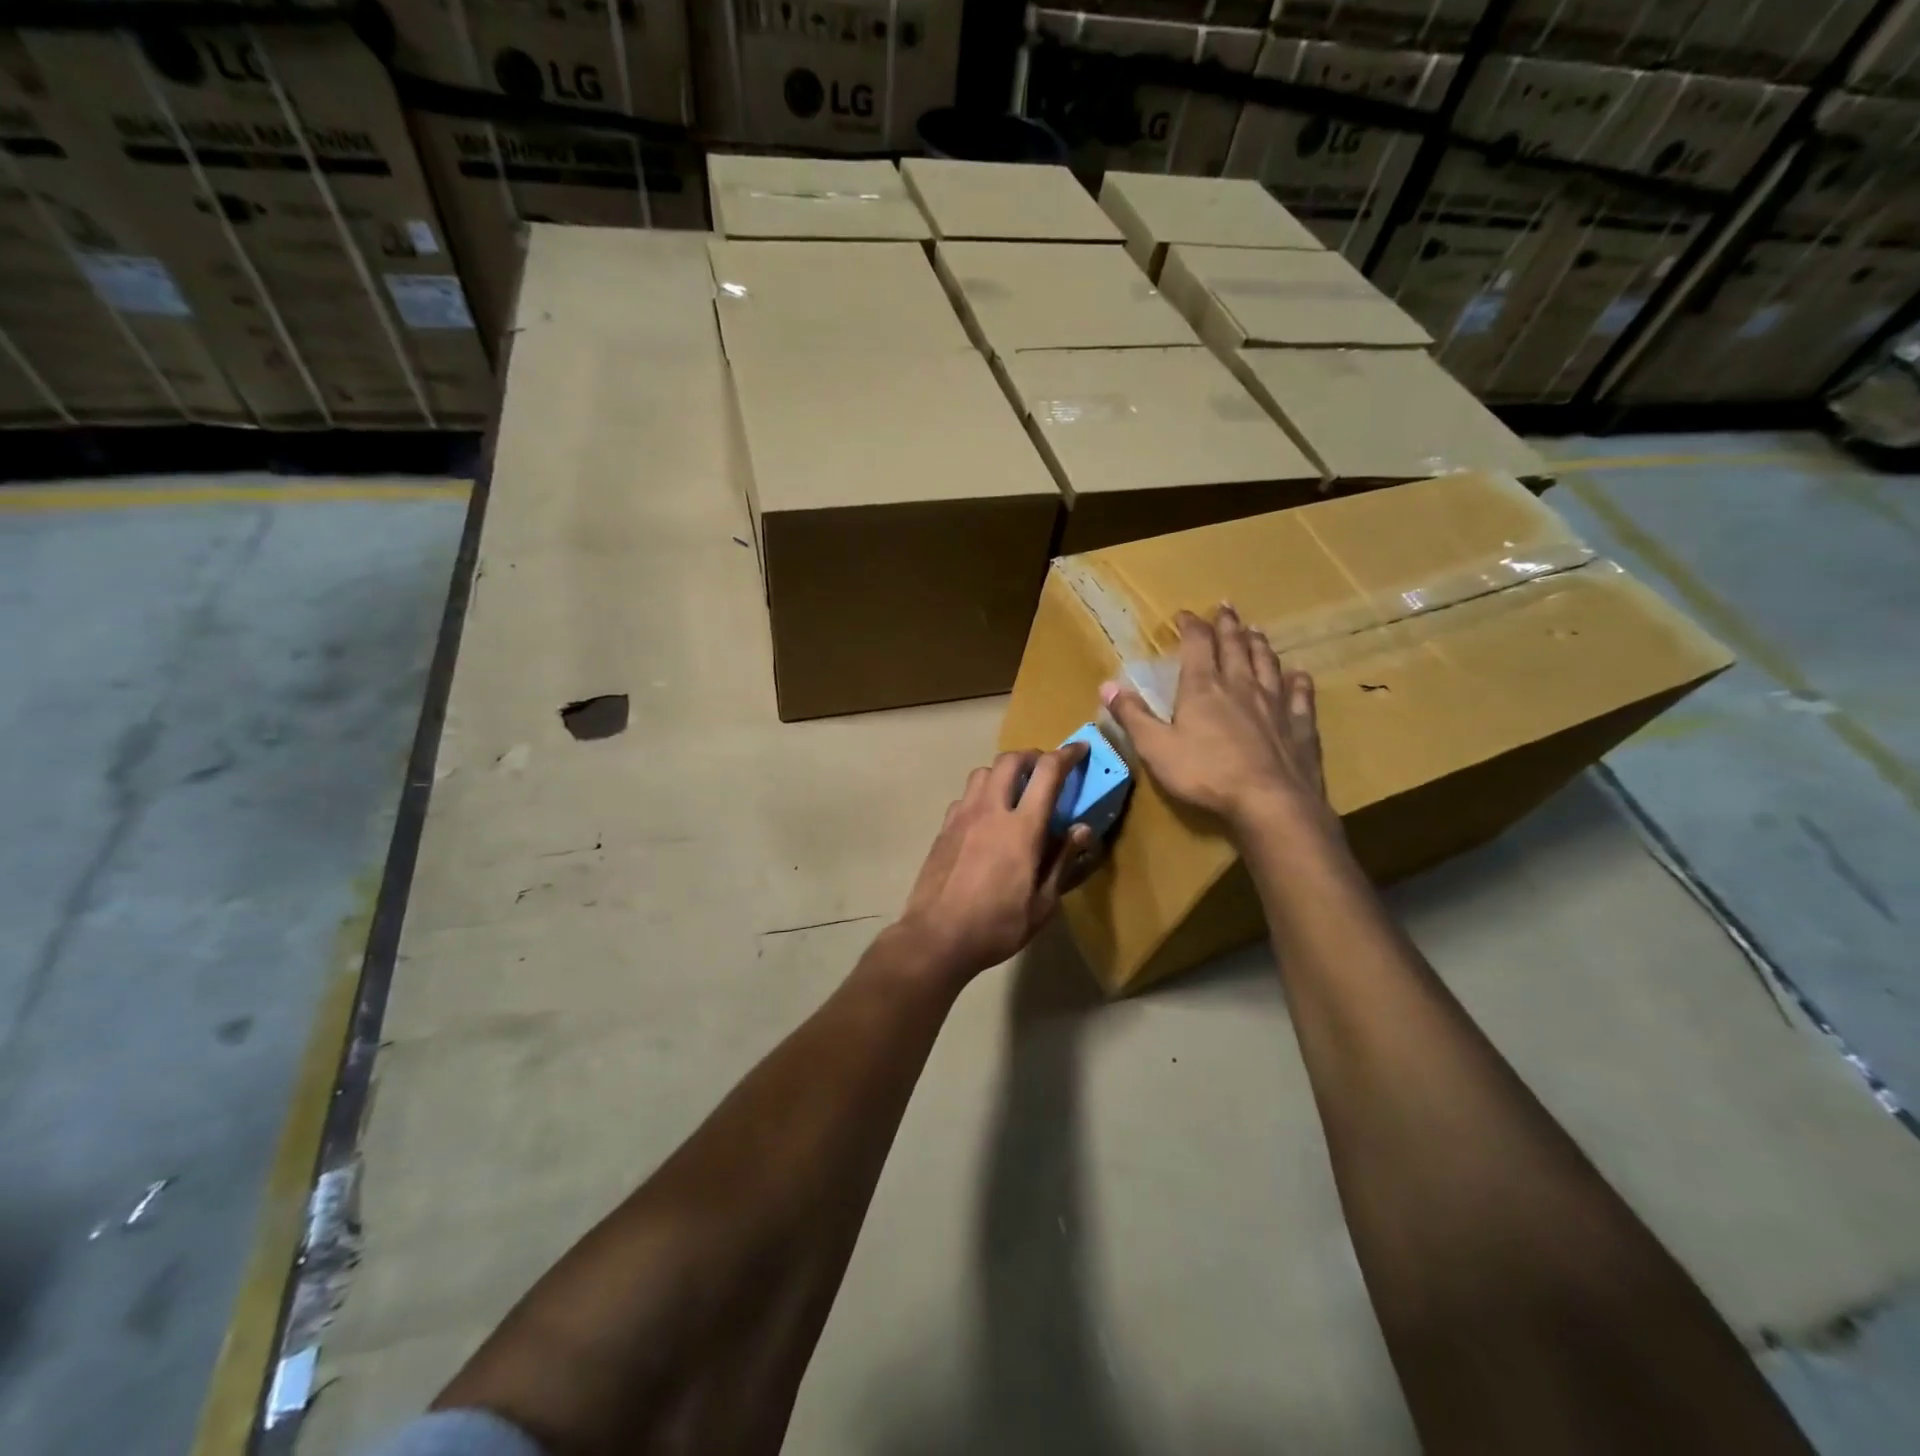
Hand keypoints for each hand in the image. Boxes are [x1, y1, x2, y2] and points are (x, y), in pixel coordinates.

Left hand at [894, 746, 1097, 983]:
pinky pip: (965, 796)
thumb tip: (1081, 829)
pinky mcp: (944, 828)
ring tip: (1014, 790)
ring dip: (1003, 771)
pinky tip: (986, 817)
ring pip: (983, 772)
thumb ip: (1062, 861)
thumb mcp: (1042, 904)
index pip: (1047, 773)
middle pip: (1010, 760)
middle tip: (1045, 769)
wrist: (936, 936)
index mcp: (1022, 828)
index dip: (1066, 755)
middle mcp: (990, 811)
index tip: (1079, 750)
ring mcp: (962, 817)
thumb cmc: (997, 926)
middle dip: (1032, 756)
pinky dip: (982, 794)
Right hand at [1102, 605, 1333, 836]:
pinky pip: (1300, 694)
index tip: (1184, 614)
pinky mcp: (1299, 724)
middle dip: (1227, 625)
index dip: (1190, 625)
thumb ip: (1132, 716)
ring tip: (1256, 630)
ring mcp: (1274, 703)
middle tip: (1226, 606)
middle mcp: (1240, 685)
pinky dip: (1298, 680)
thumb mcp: (1156, 748)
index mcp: (1203, 688)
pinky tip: (1298, 674)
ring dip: (1259, 644)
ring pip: (1267, 663)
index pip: (1196, 644)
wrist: (1270, 801)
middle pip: (1234, 646)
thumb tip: (1107, 685)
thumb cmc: (1205, 774)